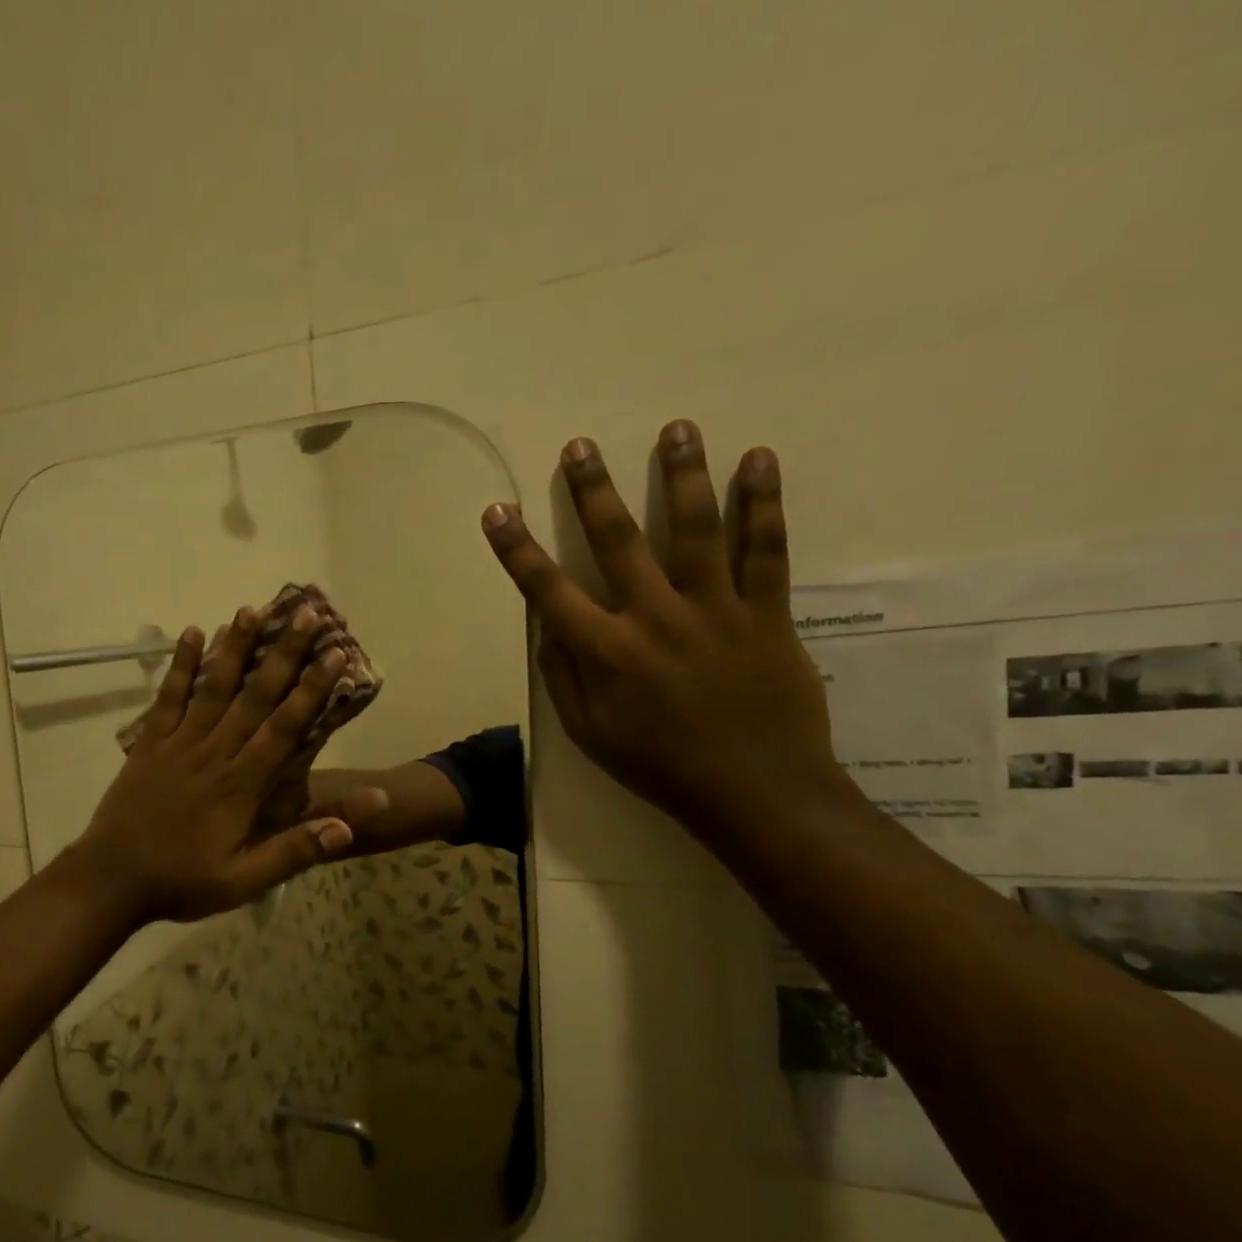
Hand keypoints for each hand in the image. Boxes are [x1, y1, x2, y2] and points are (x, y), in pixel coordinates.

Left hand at [70, 604, 357, 922]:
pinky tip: (192, 633)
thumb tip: (350, 826)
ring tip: (253, 608)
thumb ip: (296, 850)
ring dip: (235, 647)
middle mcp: (214, 752)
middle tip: (307, 614)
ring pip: (213, 687)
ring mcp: (179, 743)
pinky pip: (168, 697)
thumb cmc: (182, 881)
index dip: (312, 689)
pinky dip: (181, 665)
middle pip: (254, 696)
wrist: (111, 880)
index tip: (336, 653)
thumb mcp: (244, 880)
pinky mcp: (150, 743)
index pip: (285, 728)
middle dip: (284, 653)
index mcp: (241, 784)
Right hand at [480, 420, 841, 838]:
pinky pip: (766, 550)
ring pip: (696, 529)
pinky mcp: (766, 613)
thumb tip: (548, 628)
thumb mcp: (589, 734)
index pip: (547, 590)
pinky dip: (763, 503)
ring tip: (676, 428)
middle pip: (618, 540)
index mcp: (605, 651)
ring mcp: (714, 610)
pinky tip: (758, 460)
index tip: (497, 511)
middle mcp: (654, 617)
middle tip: (580, 446)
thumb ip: (564, 677)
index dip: (517, 549)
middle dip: (593, 490)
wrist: (754, 790)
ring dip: (682, 474)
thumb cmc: (659, 766)